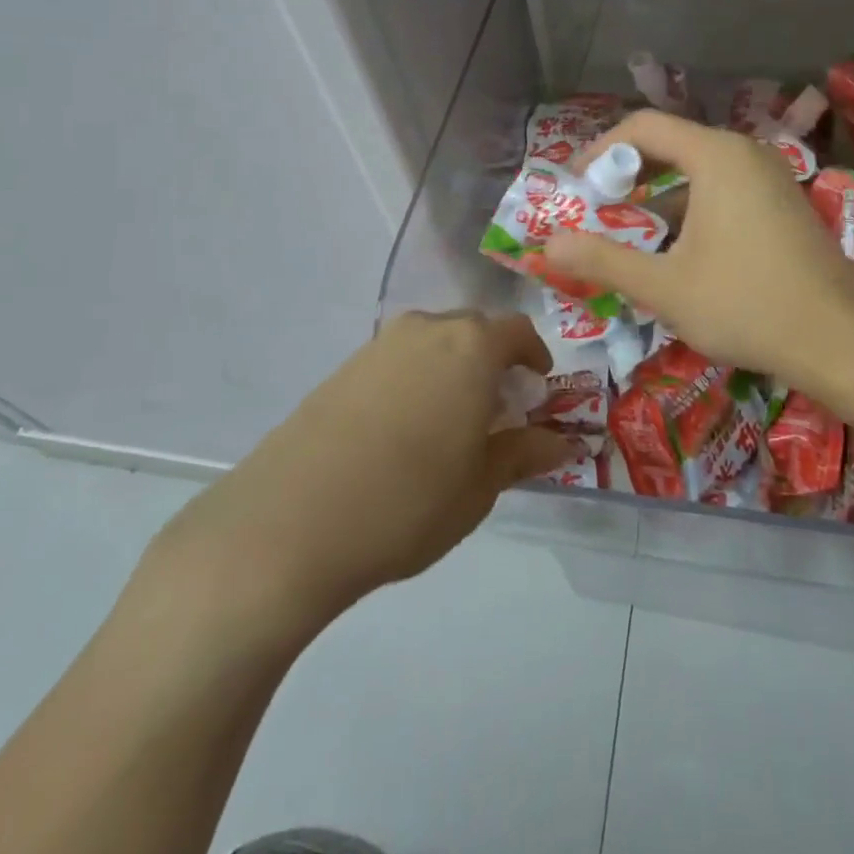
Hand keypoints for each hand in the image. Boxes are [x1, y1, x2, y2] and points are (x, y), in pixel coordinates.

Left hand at [145, 312, 569, 645]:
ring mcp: (378, 346)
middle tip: (498, 410)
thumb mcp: (480, 485)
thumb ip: (524, 453)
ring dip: (452, 370)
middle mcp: (426, 330)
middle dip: (493, 362)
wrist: (291, 522)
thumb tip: (563, 441)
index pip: (517, 330)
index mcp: (470, 346)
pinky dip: (415, 381)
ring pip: (432, 343)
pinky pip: (396, 361)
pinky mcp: (342, 369)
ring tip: (451, 424)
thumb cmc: (409, 500)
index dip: (534, 355)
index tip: (538, 388)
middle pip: (473, 330)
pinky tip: (403, 431)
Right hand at [544, 110, 853, 397]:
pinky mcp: (782, 204)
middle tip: (594, 211)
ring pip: (697, 171)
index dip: (599, 151)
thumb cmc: (747, 305)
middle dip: (625, 175)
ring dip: (656, 197)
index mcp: (715, 156)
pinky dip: (688, 209)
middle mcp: (744, 153)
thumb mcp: (664, 287)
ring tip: (627, 235)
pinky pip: (722, 190)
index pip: (642, 127)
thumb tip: (549, 244)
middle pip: (670, 144)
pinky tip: (675, 252)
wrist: (842, 341)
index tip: (574, 187)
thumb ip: (602, 260)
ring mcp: (769, 178)